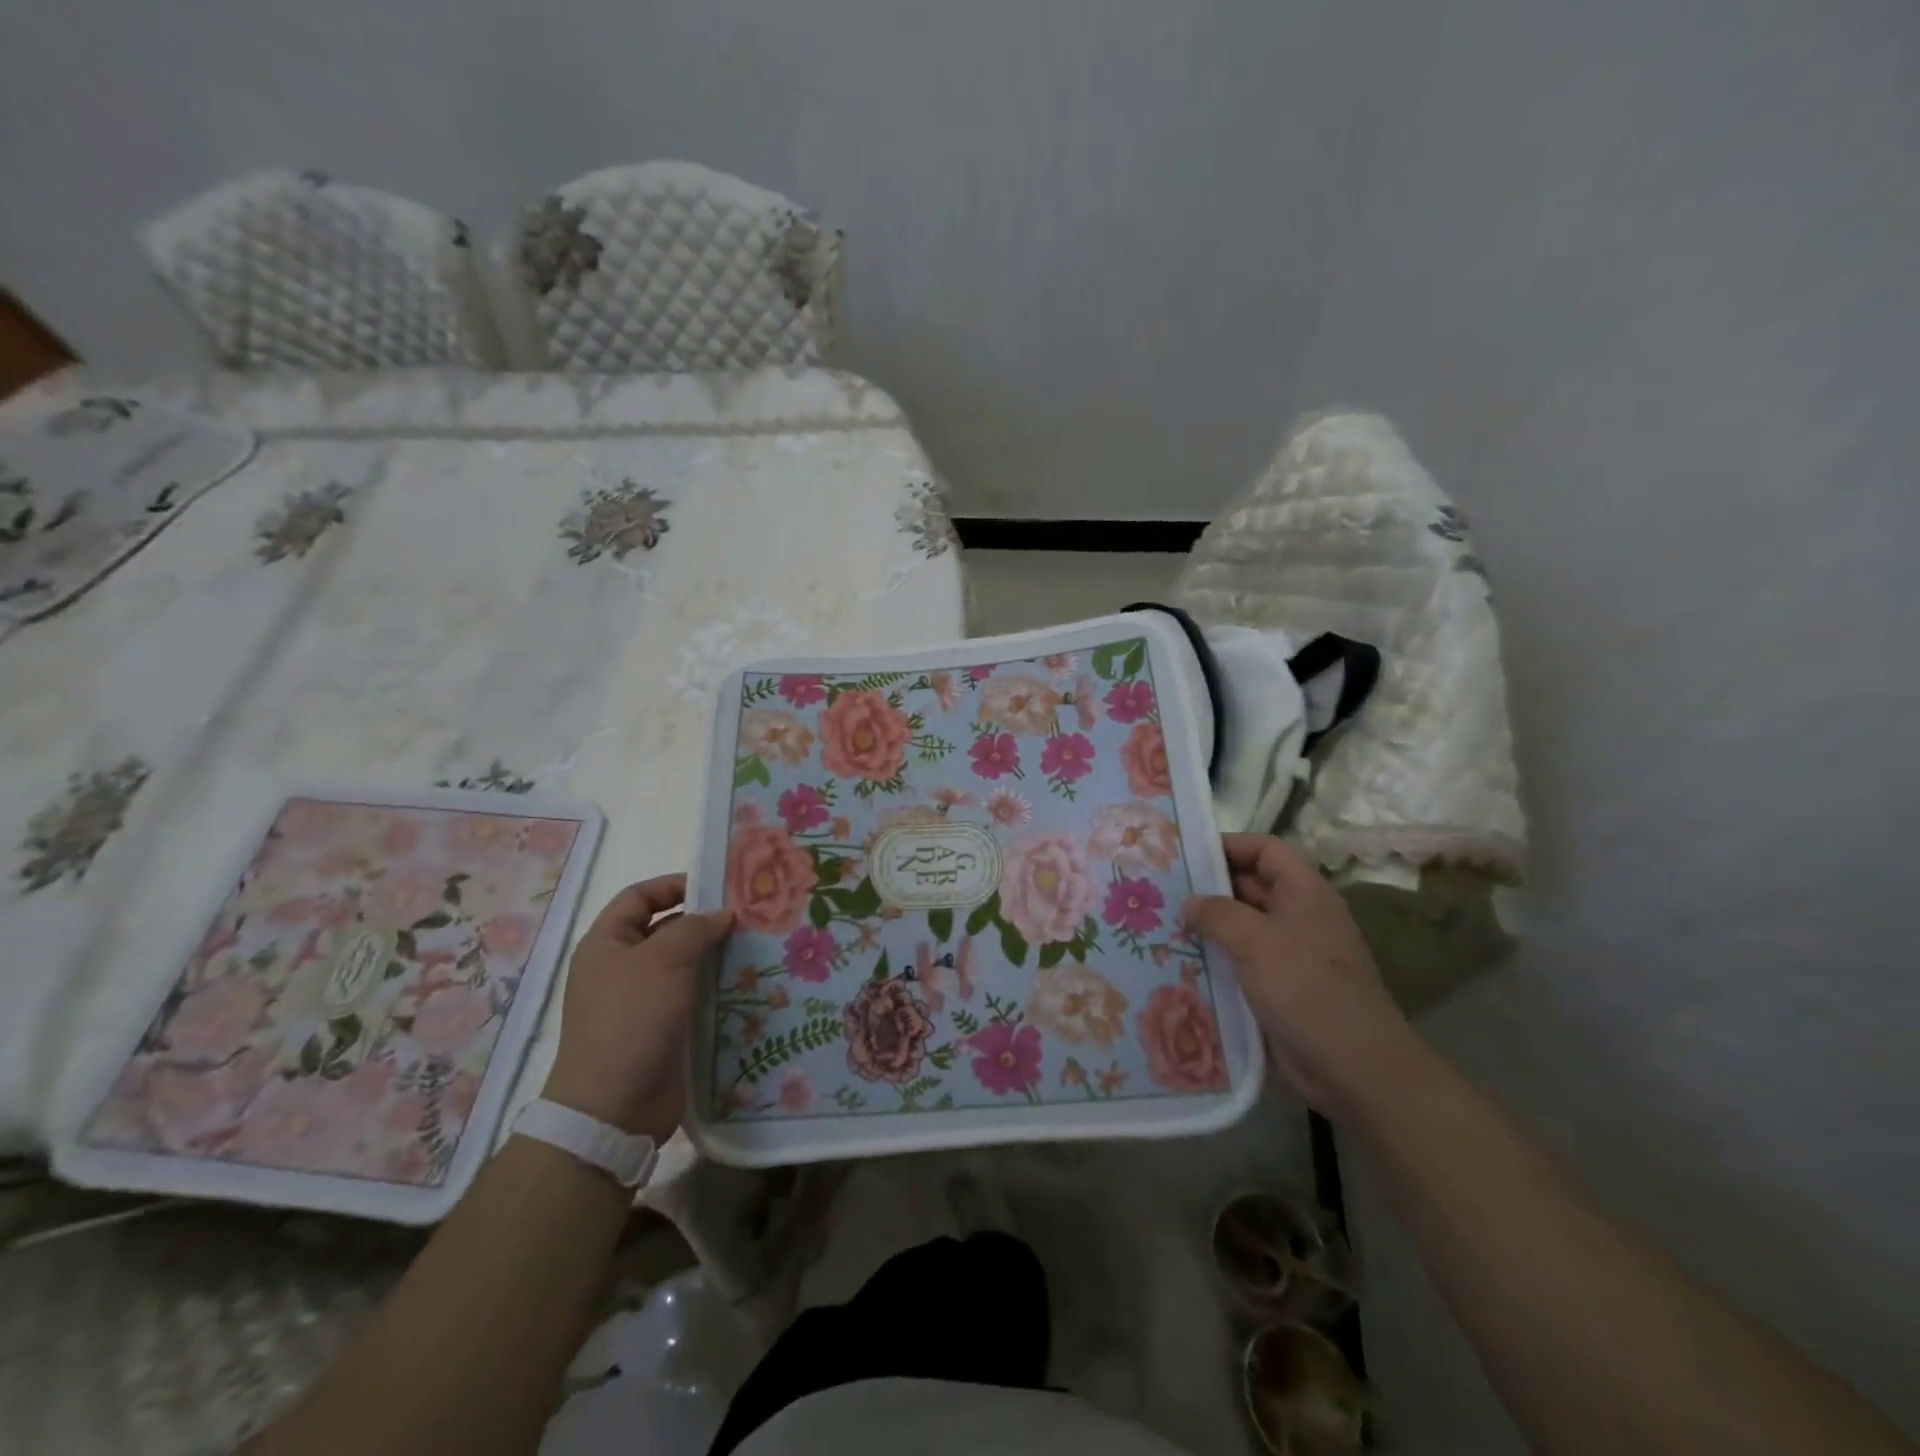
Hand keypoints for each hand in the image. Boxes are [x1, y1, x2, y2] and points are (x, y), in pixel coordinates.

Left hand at [541, 876, 732, 1142]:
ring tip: (755, 946)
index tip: (716, 885)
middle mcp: (620, 968)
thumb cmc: (631, 1019)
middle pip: (664, 929)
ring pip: (683, 964)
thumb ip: (695, 928)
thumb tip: (722, 915)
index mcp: (606, 944)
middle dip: (703, 921)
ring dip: (715, 955)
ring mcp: (641, 1001)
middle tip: (748, 915)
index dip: (674, 884)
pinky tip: (746, 984)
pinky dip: (716, 987)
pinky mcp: (662, 1029)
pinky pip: (692, 996)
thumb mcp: (663, 960)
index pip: (639, 897)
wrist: (613, 1107)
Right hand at [1183, 834, 1415, 1115]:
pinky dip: (1216, 960)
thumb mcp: (1256, 940)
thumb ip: (1218, 913)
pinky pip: (1242, 963)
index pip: (1267, 850)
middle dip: (1210, 887)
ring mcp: (1291, 955)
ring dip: (1208, 927)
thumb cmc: (1306, 988)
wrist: (1351, 1067)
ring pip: (1243, 927)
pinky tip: (1180, 964)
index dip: (1231, 845)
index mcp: (1304, 893)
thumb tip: (1190, 902)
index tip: (1188, 854)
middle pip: (1251, 886)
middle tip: (1162, 890)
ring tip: (1162, 925)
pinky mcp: (1280, 989)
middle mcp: (1299, 917)